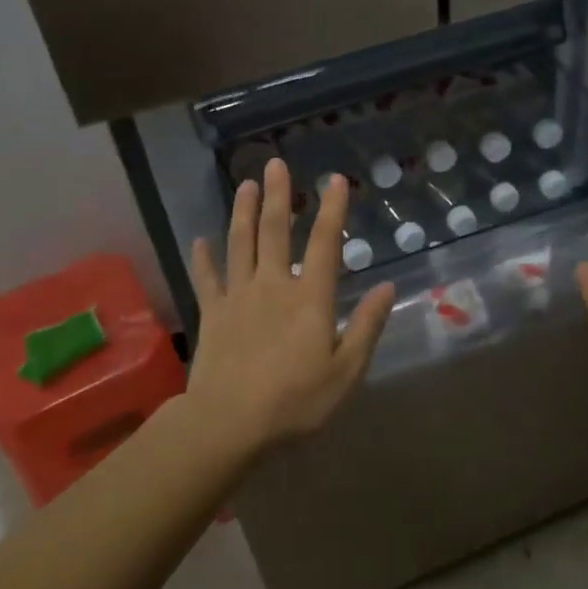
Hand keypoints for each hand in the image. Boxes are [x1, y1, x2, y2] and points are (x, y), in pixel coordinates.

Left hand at [186, 158, 394, 457]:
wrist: (229, 424)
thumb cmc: (295, 402)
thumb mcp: (346, 372)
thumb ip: (367, 327)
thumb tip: (387, 288)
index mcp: (310, 299)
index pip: (325, 244)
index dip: (333, 210)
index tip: (335, 180)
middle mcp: (273, 286)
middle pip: (276, 232)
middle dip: (278, 196)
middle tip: (275, 164)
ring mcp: (238, 297)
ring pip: (240, 244)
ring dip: (243, 212)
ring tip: (245, 185)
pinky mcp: (211, 314)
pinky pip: (206, 278)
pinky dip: (203, 258)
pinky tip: (199, 240)